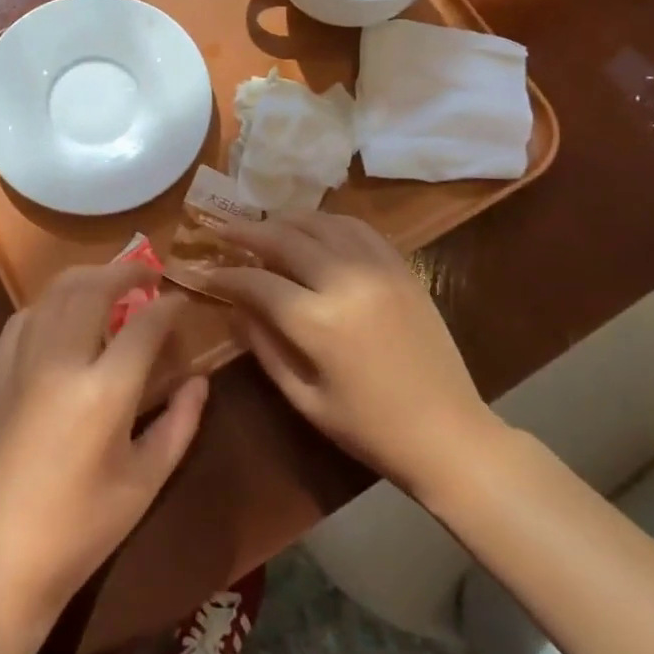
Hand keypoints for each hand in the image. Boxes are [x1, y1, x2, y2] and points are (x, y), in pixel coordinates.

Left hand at [0, 264, 208, 633]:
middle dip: (126, 271)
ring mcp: (21, 362)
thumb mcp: (146, 480)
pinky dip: (50, 302)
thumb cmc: (83, 527)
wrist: (2, 556)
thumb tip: (199, 379)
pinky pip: (25, 316)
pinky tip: (64, 314)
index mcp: (104, 392)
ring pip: (55, 292)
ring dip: (88, 278)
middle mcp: (60, 362)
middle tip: (149, 274)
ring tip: (111, 284)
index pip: (144, 325)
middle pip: (94, 288)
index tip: (182, 300)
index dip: (169, 306)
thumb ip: (181, 422)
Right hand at [202, 213, 501, 497]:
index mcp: (318, 323)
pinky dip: (327, 221)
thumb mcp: (304, 398)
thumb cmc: (369, 429)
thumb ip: (263, 347)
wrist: (448, 433)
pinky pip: (358, 228)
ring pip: (320, 223)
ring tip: (263, 225)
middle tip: (223, 229)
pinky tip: (313, 228)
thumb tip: (235, 307)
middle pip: (285, 239)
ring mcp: (378, 269)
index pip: (257, 282)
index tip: (205, 272)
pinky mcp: (402, 268)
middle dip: (247, 232)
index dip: (226, 275)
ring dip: (285, 220)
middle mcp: (345, 282)